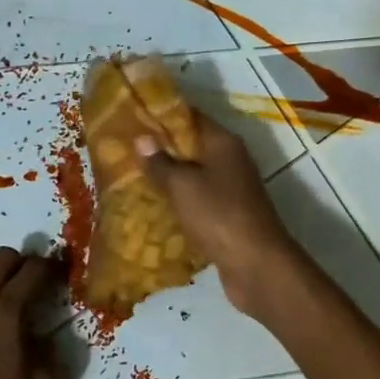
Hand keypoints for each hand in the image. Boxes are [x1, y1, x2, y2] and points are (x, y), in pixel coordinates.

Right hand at [136, 111, 304, 316]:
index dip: (162, 114)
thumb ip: (161, 162)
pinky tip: (153, 208)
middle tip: (123, 148)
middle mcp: (231, 160)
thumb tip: (142, 138)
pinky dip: (179, 202)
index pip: (191, 116)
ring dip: (168, 177)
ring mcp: (232, 189)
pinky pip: (198, 201)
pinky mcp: (228, 216)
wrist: (256, 264)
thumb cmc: (219, 215)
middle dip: (161, 148)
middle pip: (192, 146)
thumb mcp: (183, 185)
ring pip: (194, 175)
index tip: (132, 115)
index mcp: (223, 143)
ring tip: (130, 176)